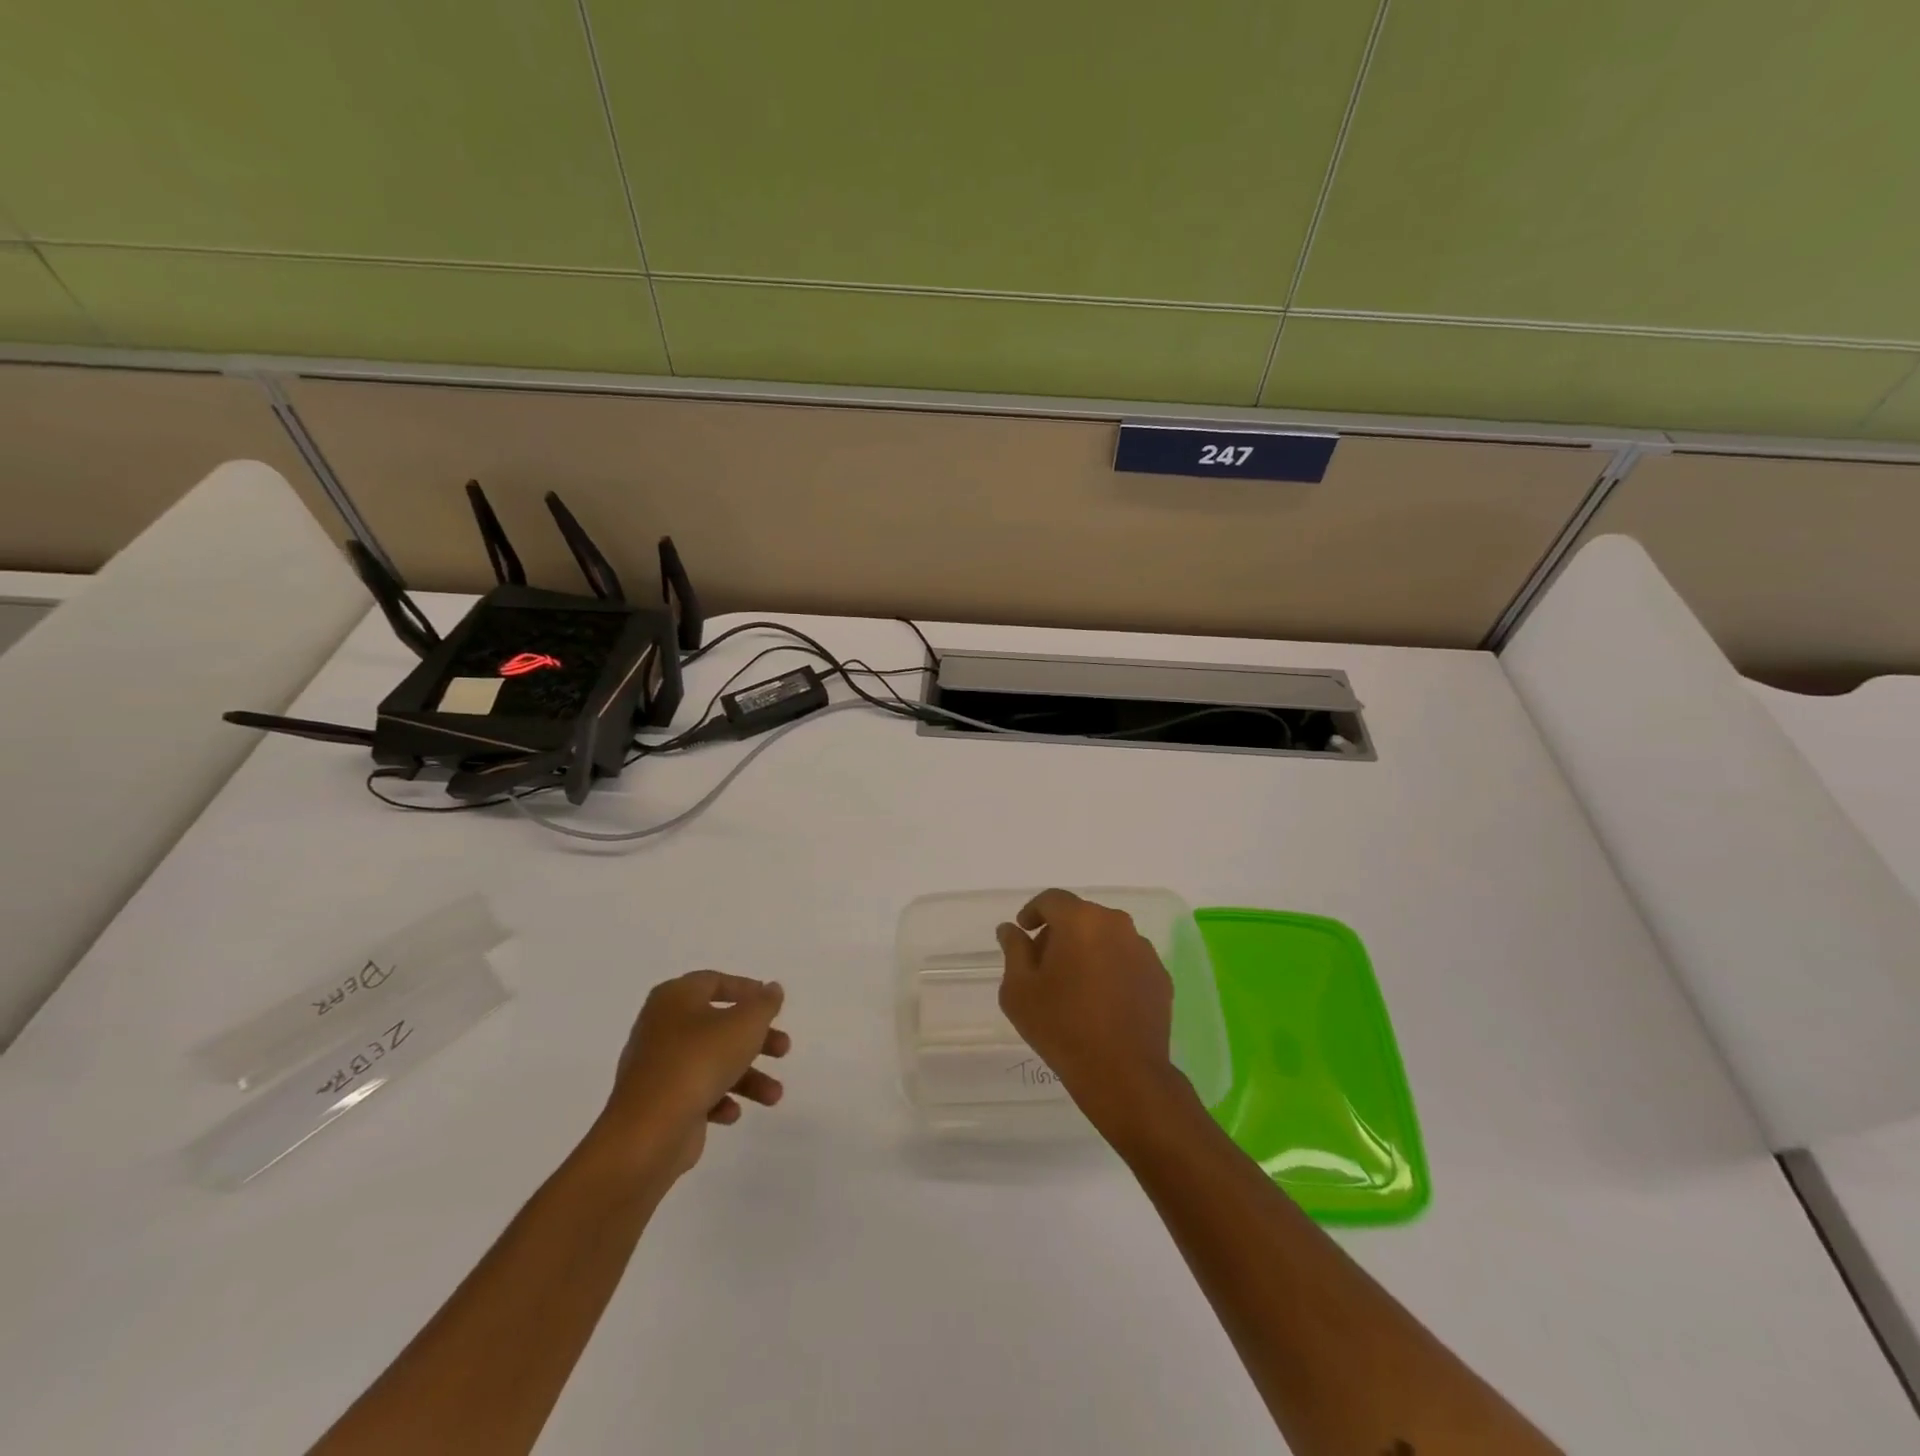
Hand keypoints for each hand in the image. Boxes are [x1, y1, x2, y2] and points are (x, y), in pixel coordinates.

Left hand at [593, 971, 789, 1180]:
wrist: (648, 1130)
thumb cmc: (700, 1060)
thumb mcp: (745, 1024)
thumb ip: (765, 1003)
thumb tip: (771, 988)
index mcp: (675, 998)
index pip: (714, 982)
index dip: (746, 990)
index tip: (772, 1004)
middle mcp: (661, 1026)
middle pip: (718, 1025)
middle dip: (756, 1039)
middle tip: (783, 1049)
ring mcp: (657, 1066)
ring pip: (711, 1061)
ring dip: (747, 1076)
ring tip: (774, 1095)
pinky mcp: (656, 1101)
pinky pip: (694, 1091)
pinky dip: (718, 1098)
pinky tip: (732, 1113)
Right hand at [996, 890, 1186, 1132]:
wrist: (1123, 1074)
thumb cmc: (1062, 1026)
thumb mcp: (1019, 989)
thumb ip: (1014, 950)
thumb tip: (1011, 929)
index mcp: (1080, 920)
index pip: (1052, 899)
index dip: (1033, 911)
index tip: (1023, 932)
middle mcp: (1116, 924)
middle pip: (1081, 916)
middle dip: (1060, 933)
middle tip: (1044, 964)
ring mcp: (1143, 950)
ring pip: (1106, 937)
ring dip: (1088, 950)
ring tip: (1074, 985)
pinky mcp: (1160, 975)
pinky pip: (1127, 960)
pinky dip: (1111, 969)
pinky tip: (1102, 1000)